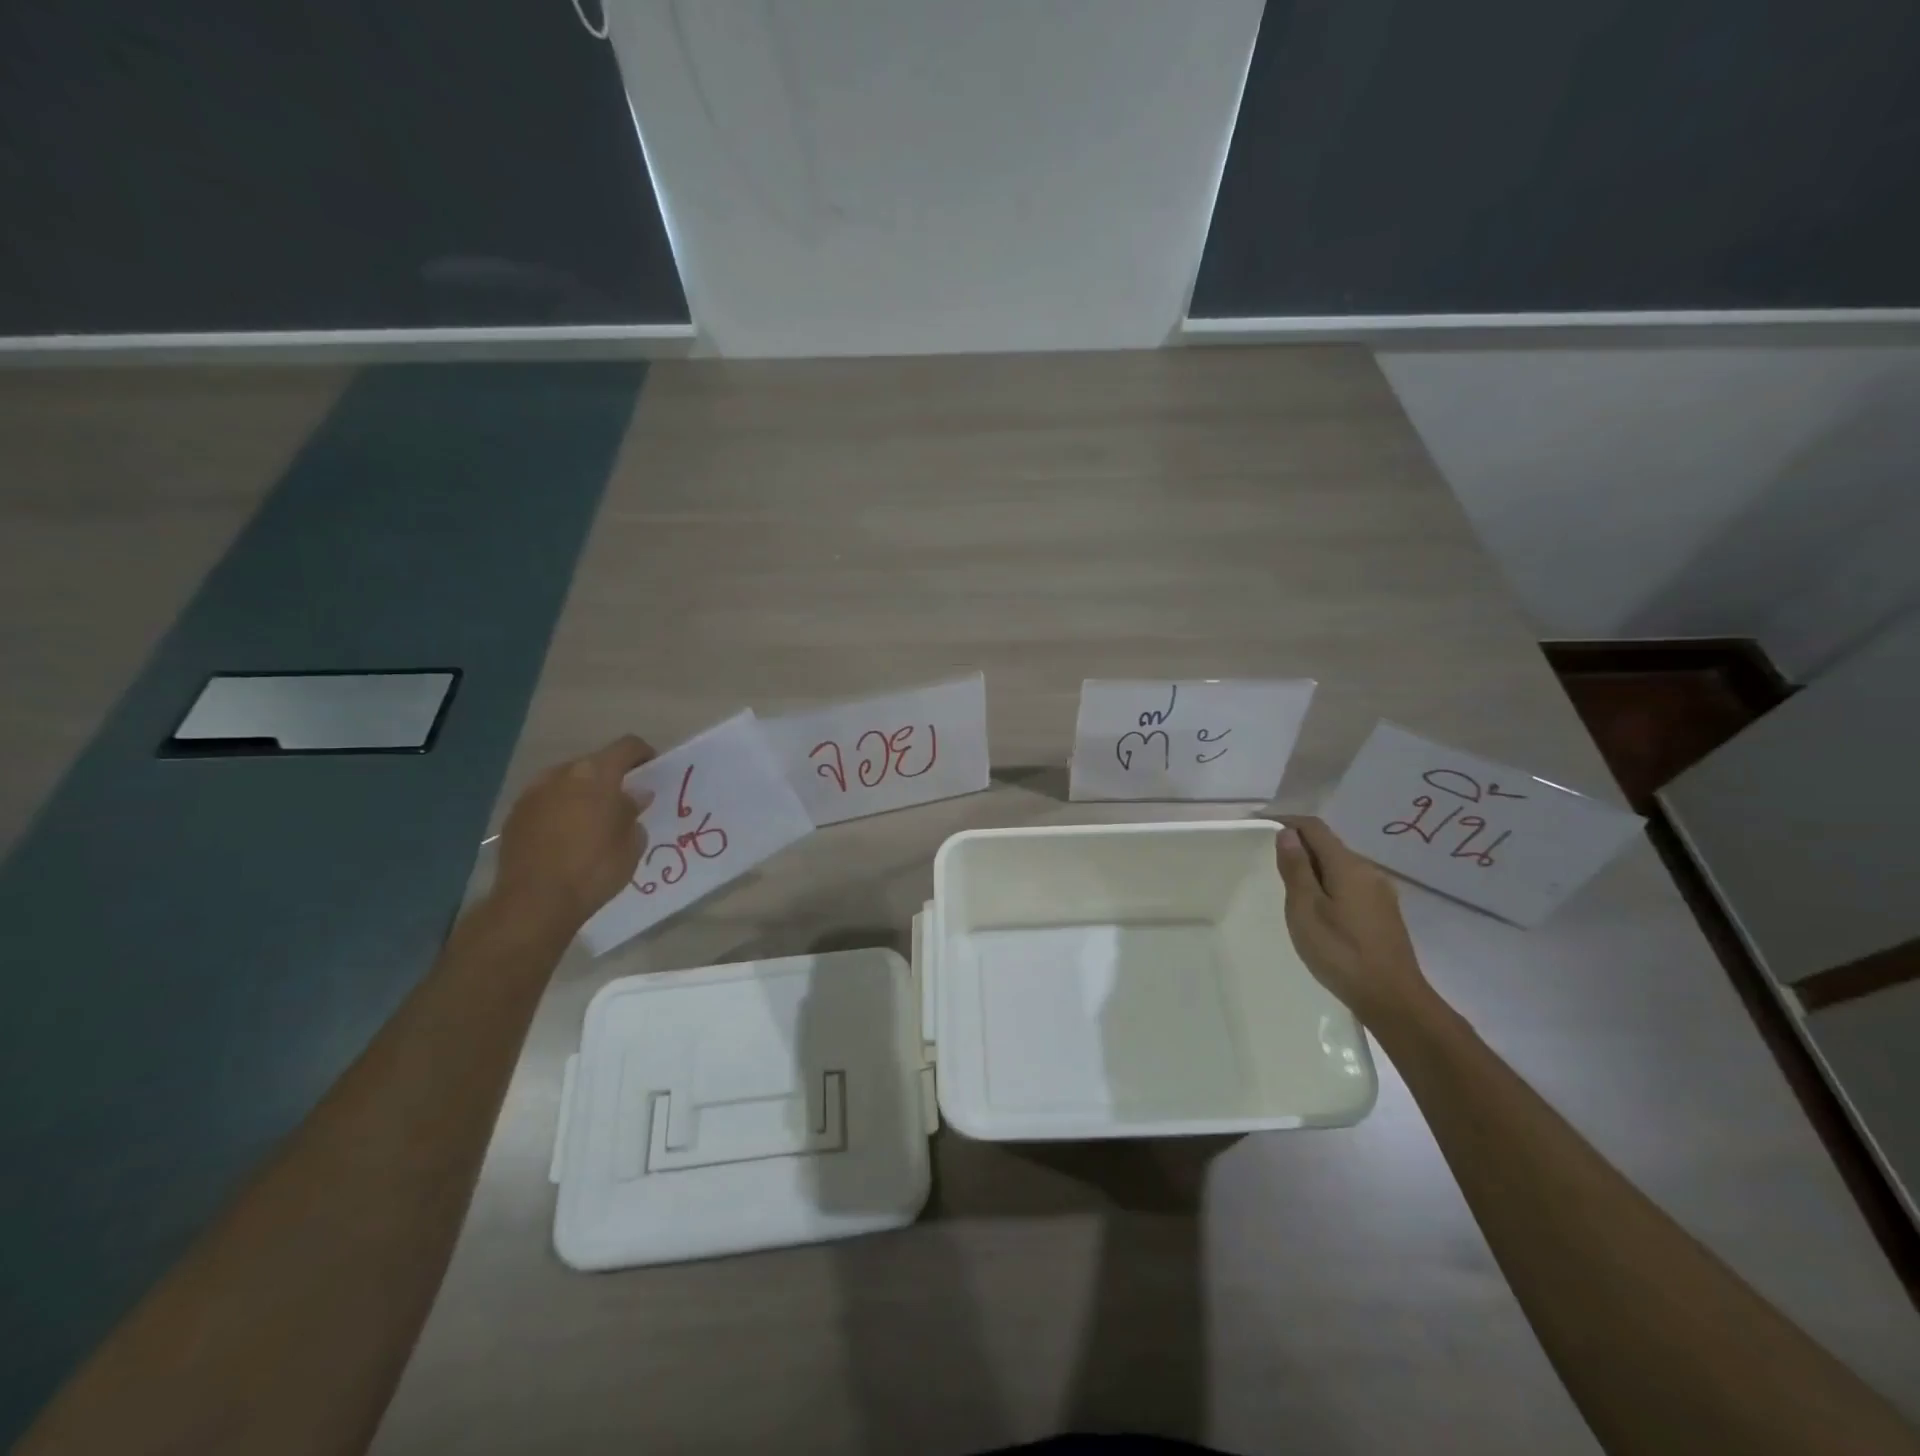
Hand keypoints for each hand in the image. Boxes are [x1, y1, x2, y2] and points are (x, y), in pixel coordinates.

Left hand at [494, 735, 655, 928]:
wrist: (534, 903)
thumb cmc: (594, 869)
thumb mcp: (631, 842)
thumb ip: (633, 811)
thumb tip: (633, 796)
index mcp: (595, 774)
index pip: (627, 747)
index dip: (643, 755)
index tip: (652, 772)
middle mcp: (561, 774)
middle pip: (593, 763)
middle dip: (610, 777)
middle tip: (623, 802)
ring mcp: (532, 793)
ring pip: (566, 782)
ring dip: (582, 793)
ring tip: (592, 821)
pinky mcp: (514, 816)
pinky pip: (546, 802)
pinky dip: (560, 810)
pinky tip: (566, 837)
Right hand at [1274, 816, 1432, 1027]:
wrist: (1393, 999)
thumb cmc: (1341, 952)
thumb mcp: (1306, 909)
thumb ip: (1296, 869)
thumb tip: (1288, 833)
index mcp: (1348, 866)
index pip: (1314, 828)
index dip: (1287, 820)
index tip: (1260, 824)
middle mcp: (1368, 871)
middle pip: (1329, 845)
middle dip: (1299, 845)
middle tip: (1269, 860)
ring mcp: (1380, 892)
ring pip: (1340, 866)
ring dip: (1314, 866)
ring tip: (1289, 886)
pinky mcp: (1384, 912)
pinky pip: (1350, 884)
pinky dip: (1328, 884)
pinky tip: (1318, 907)